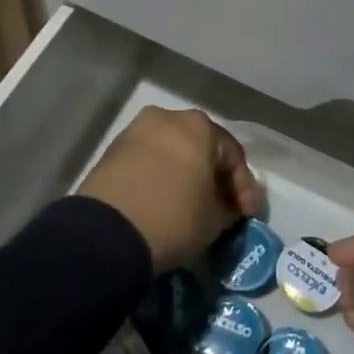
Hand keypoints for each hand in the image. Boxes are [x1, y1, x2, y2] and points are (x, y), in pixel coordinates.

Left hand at [76, 107, 265, 271]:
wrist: (105, 235)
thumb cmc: (172, 218)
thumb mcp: (214, 221)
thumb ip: (229, 209)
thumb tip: (227, 208)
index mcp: (199, 126)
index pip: (233, 156)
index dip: (245, 189)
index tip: (248, 217)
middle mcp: (168, 118)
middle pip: (202, 149)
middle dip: (214, 179)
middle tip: (223, 209)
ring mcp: (136, 131)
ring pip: (173, 153)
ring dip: (186, 177)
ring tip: (191, 207)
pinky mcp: (112, 151)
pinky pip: (148, 162)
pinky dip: (160, 178)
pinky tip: (164, 202)